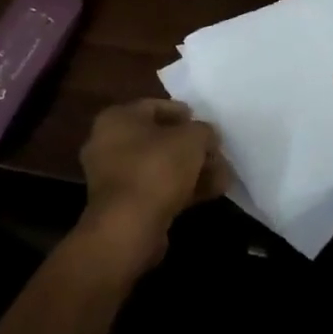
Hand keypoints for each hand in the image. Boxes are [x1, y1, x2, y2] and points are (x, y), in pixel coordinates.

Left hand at [77, 98, 229, 272]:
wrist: (128, 227)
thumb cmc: (156, 168)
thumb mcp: (190, 139)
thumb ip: (203, 131)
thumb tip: (208, 135)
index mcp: (117, 118)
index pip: (154, 107)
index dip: (183, 113)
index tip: (207, 124)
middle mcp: (109, 143)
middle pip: (159, 139)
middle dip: (192, 147)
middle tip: (217, 153)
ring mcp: (114, 177)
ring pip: (160, 166)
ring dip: (192, 170)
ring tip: (224, 176)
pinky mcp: (124, 206)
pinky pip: (157, 189)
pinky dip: (182, 189)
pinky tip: (212, 193)